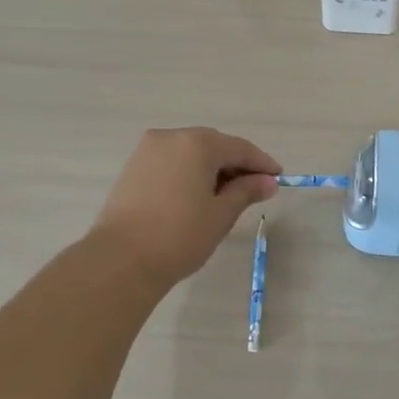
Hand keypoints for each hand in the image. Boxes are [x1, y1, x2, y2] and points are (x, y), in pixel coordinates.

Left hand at [91, 128, 279, 284]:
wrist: (120, 260)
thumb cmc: (179, 236)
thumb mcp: (221, 215)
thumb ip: (246, 192)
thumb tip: (268, 182)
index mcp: (196, 143)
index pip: (239, 148)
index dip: (261, 163)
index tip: (278, 178)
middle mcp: (170, 137)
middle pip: (213, 145)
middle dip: (235, 165)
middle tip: (255, 188)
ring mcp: (147, 151)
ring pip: (190, 153)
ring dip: (211, 169)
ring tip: (227, 196)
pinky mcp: (132, 168)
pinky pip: (171, 163)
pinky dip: (189, 173)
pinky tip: (197, 195)